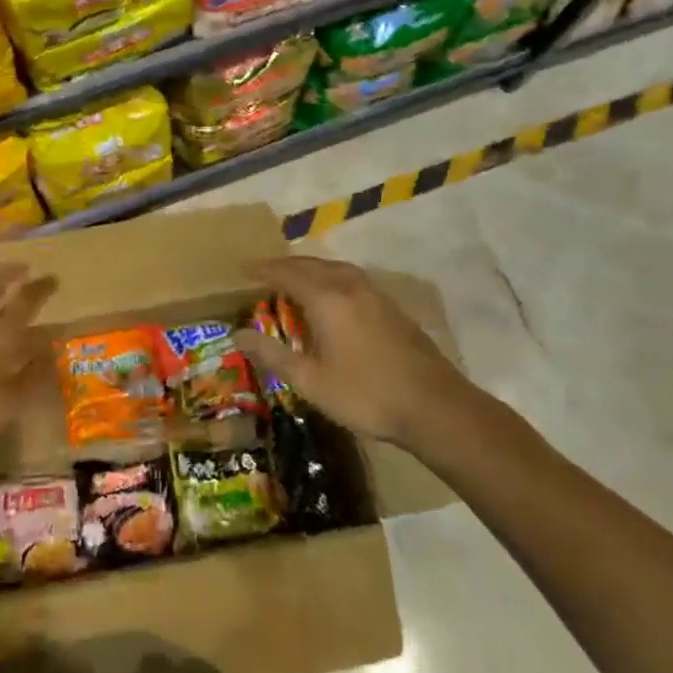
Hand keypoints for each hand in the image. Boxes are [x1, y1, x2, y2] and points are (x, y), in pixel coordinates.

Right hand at [233, 256, 500, 457]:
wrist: (435, 408)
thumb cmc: (365, 395)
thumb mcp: (309, 381)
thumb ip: (272, 354)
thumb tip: (237, 334)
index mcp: (327, 299)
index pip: (287, 273)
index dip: (263, 269)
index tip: (242, 268)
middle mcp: (350, 287)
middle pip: (312, 265)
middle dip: (285, 265)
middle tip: (263, 272)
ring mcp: (375, 295)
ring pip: (335, 269)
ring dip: (310, 269)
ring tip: (294, 279)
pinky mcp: (392, 308)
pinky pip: (351, 279)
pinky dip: (330, 278)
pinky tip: (330, 296)